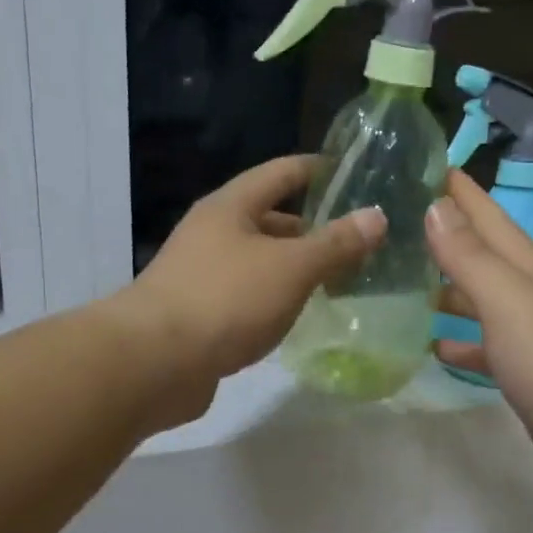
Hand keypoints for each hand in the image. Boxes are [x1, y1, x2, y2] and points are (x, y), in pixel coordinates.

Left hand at [120, 154, 387, 421]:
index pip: (282, 173)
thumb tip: (377, 216)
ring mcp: (202, 275)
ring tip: (337, 282)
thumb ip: (335, 244)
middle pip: (269, 220)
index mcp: (230, 207)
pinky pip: (248, 297)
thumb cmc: (226, 300)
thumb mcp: (291, 267)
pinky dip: (275, 300)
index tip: (353, 174)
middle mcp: (212, 234)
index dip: (318, 170)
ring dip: (294, 268)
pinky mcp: (199, 315)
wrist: (154, 362)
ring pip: (259, 262)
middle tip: (356, 243)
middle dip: (312, 229)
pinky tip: (296, 317)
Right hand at [428, 170, 532, 511]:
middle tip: (401, 224)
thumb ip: (471, 257)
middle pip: (484, 257)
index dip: (462, 192)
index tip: (429, 164)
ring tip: (406, 285)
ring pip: (482, 303)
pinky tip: (435, 346)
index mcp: (527, 271)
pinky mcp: (527, 376)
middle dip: (448, 237)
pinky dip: (462, 343)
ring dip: (450, 291)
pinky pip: (486, 349)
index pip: (489, 218)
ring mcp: (531, 337)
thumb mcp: (508, 301)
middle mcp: (530, 296)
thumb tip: (437, 206)